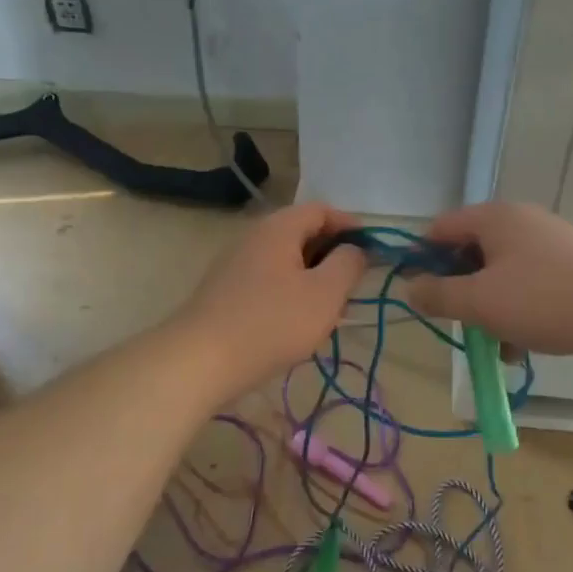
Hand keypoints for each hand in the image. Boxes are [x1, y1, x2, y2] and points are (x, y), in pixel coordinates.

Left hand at [174, 202, 367, 391]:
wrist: (200, 361)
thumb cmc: (272, 323)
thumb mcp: (325, 294)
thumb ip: (348, 265)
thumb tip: (355, 250)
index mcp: (279, 228)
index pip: (322, 210)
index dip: (351, 226)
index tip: (372, 251)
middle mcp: (255, 236)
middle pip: (302, 233)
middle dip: (332, 254)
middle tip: (353, 285)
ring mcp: (236, 263)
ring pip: (285, 259)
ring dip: (312, 277)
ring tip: (329, 309)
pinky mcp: (225, 291)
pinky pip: (268, 280)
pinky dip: (290, 291)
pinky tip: (296, 323)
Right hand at [402, 202, 572, 366]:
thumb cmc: (544, 300)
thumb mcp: (480, 301)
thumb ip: (439, 294)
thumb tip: (410, 288)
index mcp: (495, 218)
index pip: (441, 227)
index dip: (422, 258)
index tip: (417, 293)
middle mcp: (522, 223)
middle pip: (471, 253)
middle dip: (460, 291)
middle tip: (457, 323)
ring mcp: (550, 245)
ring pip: (501, 276)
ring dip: (490, 310)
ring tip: (494, 347)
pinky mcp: (572, 270)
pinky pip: (529, 288)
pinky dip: (518, 314)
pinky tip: (522, 348)